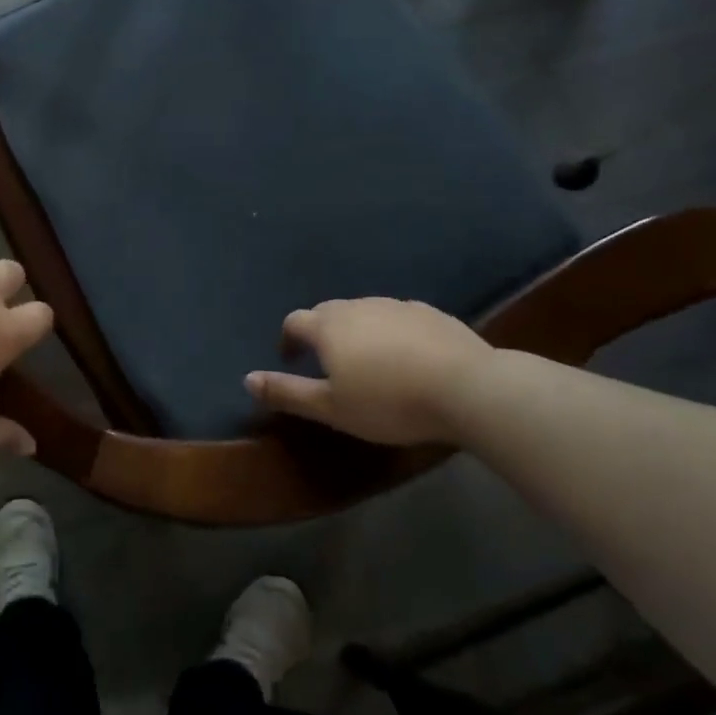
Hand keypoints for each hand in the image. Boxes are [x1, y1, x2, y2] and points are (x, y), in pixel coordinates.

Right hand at [244, 298, 491, 445]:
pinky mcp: (431, 313)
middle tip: (328, 364)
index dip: (288, 340)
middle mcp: (357, 306)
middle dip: (321, 333)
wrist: (468, 388)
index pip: (294, 322)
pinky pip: (398, 318)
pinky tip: (407, 357)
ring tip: (368, 361)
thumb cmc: (389, 402)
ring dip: (357, 331)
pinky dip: (391, 332)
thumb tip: (247, 379)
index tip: (291, 361)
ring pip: (364, 313)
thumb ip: (287, 392)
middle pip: (328, 313)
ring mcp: (396, 306)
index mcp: (328, 327)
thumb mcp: (331, 408)